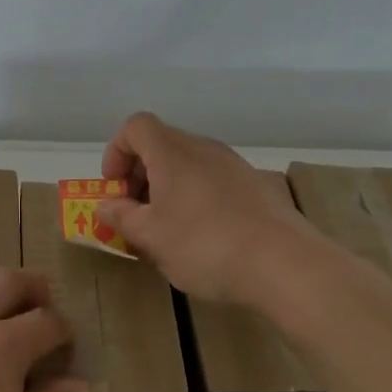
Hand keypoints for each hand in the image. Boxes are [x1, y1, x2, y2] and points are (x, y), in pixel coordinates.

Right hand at [98, 111, 317, 306]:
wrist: (285, 265)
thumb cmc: (205, 246)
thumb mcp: (151, 237)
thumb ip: (122, 217)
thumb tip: (105, 205)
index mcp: (172, 153)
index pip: (136, 127)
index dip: (117, 151)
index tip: (115, 189)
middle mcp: (203, 148)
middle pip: (161, 144)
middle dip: (140, 174)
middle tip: (136, 213)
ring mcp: (234, 165)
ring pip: (188, 164)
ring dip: (168, 188)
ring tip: (167, 229)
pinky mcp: (256, 186)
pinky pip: (213, 180)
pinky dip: (196, 197)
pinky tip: (204, 236)